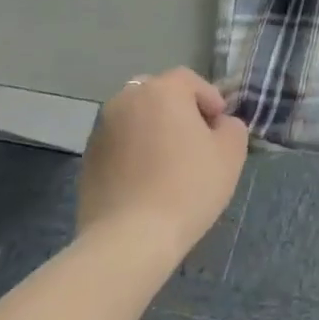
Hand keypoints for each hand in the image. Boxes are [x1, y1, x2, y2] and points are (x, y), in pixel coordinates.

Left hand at [77, 68, 248, 267]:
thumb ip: (231, 126)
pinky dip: (134, 152)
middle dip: (177, 110)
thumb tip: (218, 125)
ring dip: (153, 130)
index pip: (189, 80)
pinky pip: (119, 143)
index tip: (219, 127)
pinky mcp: (87, 161)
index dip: (209, 99)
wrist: (130, 239)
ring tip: (170, 163)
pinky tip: (147, 180)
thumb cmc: (188, 186)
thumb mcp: (231, 152)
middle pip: (157, 94)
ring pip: (135, 118)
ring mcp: (100, 131)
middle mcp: (125, 101)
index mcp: (161, 91)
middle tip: (195, 140)